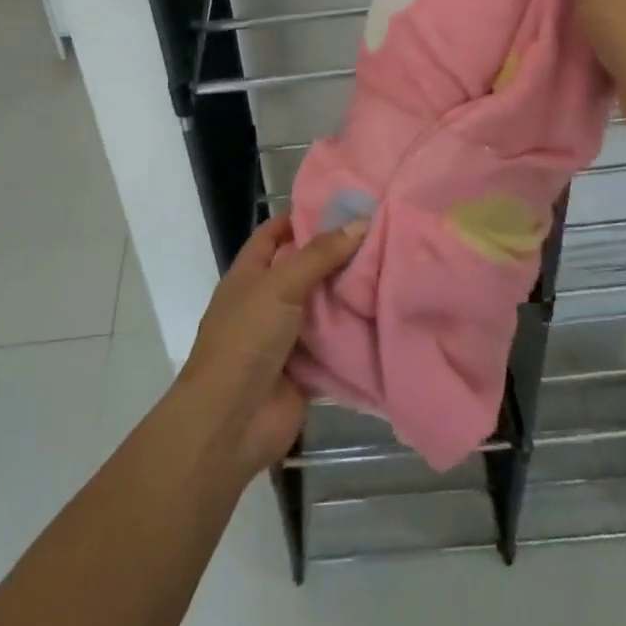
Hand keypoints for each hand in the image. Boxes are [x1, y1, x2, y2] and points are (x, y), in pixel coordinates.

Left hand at [174, 214, 366, 481]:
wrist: (231, 422)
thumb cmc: (246, 339)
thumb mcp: (280, 286)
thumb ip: (320, 254)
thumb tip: (361, 221)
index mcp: (250, 274)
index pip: (275, 233)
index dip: (303, 217)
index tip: (344, 204)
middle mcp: (267, 300)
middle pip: (305, 268)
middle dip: (338, 254)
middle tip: (382, 234)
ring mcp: (286, 336)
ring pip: (324, 306)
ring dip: (351, 294)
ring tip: (395, 268)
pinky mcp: (306, 368)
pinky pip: (335, 343)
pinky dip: (356, 333)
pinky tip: (389, 314)